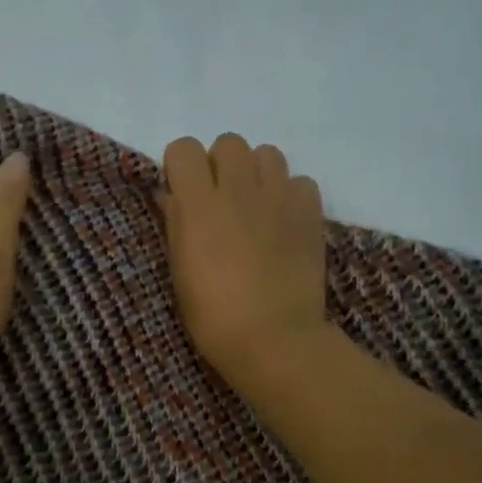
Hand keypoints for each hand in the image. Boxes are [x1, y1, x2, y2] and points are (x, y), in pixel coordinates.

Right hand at [159, 133, 327, 389]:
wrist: (273, 339)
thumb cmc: (212, 314)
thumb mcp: (178, 270)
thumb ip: (175, 223)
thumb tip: (171, 194)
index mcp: (198, 204)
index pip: (184, 148)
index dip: (181, 166)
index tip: (184, 191)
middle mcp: (238, 189)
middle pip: (228, 142)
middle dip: (221, 164)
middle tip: (222, 200)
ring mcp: (278, 198)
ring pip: (267, 153)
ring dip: (257, 173)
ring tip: (255, 206)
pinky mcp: (310, 212)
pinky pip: (300, 181)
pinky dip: (290, 195)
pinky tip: (283, 222)